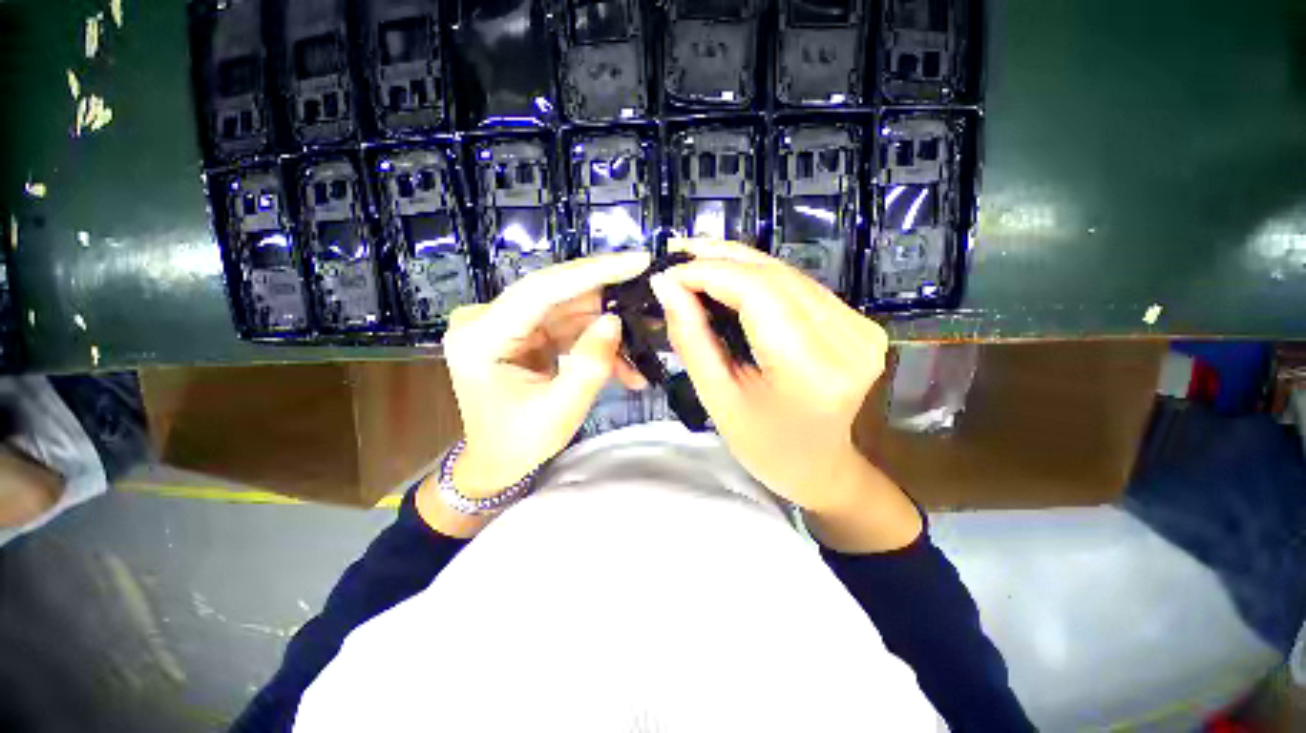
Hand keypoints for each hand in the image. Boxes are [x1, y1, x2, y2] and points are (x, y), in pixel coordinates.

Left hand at [442, 251, 650, 497]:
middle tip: (650, 294)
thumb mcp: (561, 409)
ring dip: (607, 327)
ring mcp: (506, 323)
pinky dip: (596, 341)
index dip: (593, 272)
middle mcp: (487, 319)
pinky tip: (624, 362)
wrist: (495, 461)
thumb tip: (614, 321)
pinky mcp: (524, 332)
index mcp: (481, 336)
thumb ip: (591, 364)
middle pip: (557, 293)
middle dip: (607, 298)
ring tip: (644, 343)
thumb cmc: (519, 442)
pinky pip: (567, 326)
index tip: (637, 261)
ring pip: (569, 310)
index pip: (542, 289)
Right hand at [651, 239, 920, 551]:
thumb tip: (667, 286)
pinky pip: (800, 286)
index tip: (668, 273)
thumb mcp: (717, 399)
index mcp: (811, 370)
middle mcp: (848, 340)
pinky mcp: (860, 323)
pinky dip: (760, 277)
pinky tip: (731, 277)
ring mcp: (861, 328)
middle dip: (720, 260)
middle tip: (678, 255)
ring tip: (697, 261)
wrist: (820, 466)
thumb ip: (692, 338)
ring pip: (788, 274)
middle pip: (775, 276)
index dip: (709, 273)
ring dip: (738, 264)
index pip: (758, 294)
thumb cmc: (764, 446)